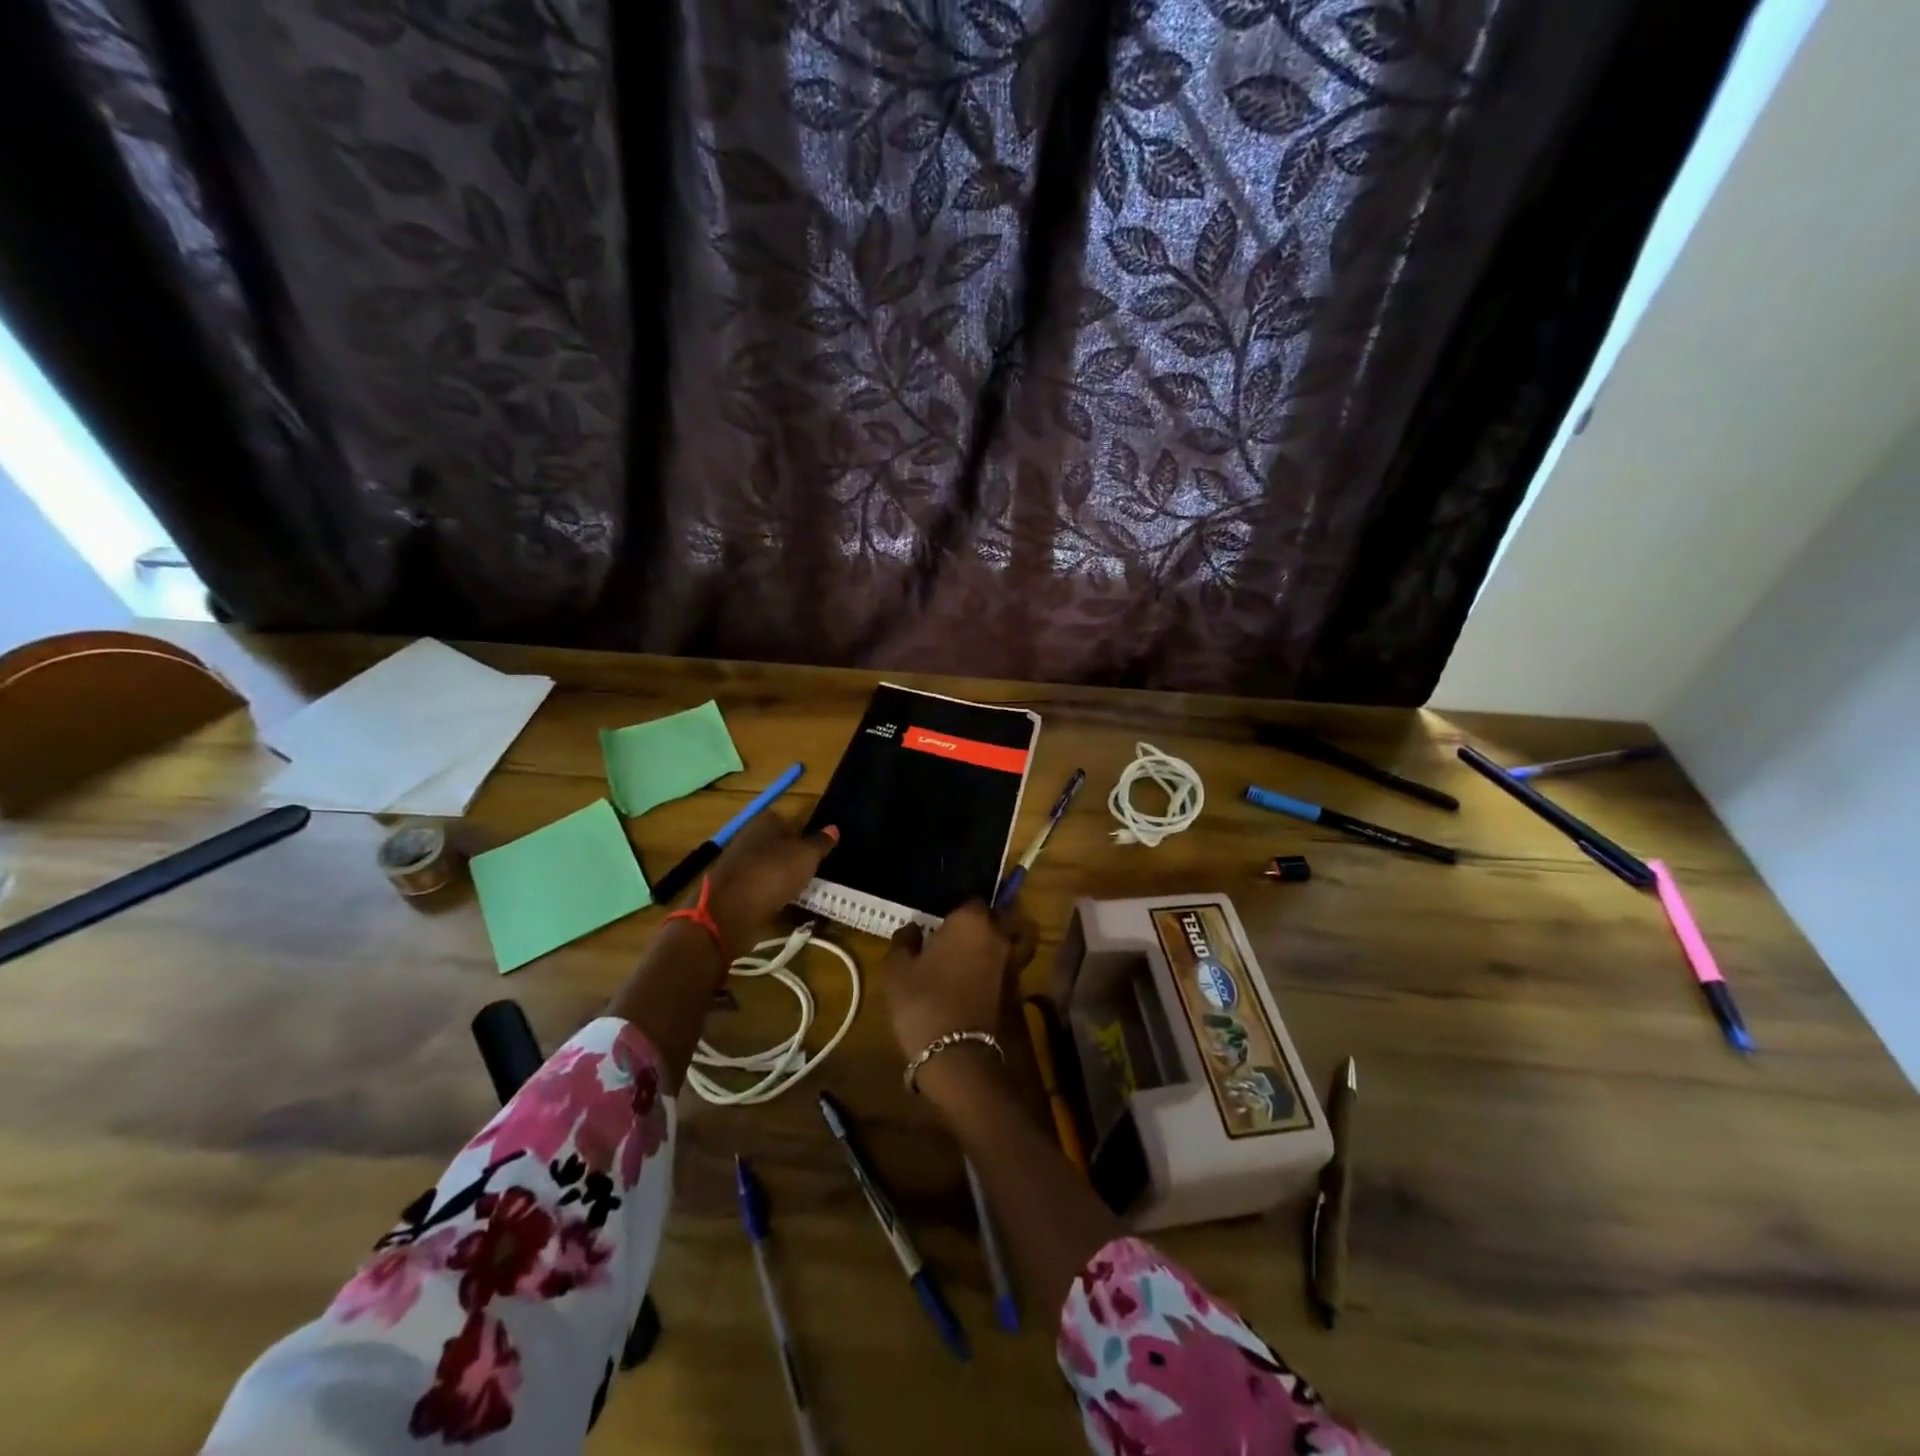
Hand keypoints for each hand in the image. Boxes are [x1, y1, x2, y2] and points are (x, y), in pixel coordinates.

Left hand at [701, 812, 836, 949]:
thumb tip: (834, 828)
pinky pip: (760, 888)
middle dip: (792, 856)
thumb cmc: (774, 872)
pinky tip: (785, 904)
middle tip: (814, 870)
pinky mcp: (733, 890)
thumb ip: (821, 842)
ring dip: (782, 877)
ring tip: (803, 890)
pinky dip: (771, 895)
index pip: (788, 820)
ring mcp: (738, 865)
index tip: (818, 849)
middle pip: (777, 844)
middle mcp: (748, 838)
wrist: (731, 910)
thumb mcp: (807, 855)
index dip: (804, 833)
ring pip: (768, 867)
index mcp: (764, 821)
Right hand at [881, 901, 1037, 1068]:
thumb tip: (912, 929)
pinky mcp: (1016, 991)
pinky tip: (980, 979)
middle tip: (962, 935)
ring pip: (1016, 940)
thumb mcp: (897, 970)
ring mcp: (1012, 964)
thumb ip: (904, 942)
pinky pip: (1012, 967)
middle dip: (986, 922)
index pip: (972, 900)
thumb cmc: (922, 1001)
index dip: (957, 910)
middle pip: (1000, 917)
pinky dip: (1002, 968)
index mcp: (971, 921)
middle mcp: (998, 936)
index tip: (942, 923)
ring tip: (981, 953)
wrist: (956, 1054)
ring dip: (1004, 941)